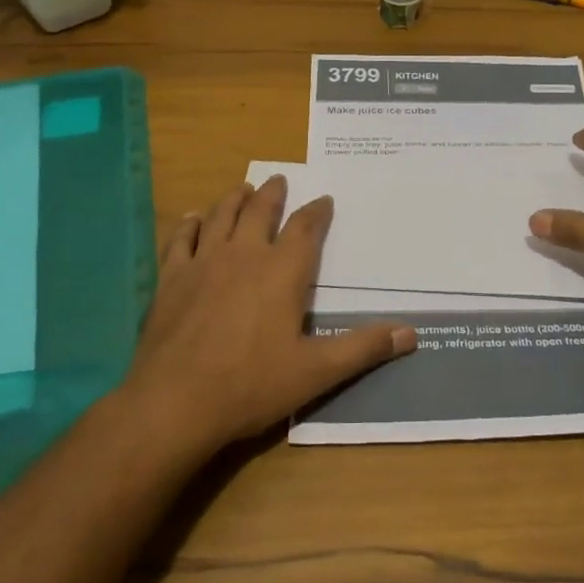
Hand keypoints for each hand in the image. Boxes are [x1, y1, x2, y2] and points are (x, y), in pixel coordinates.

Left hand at [122, 175, 415, 456]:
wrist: (175, 402)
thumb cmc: (251, 384)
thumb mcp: (316, 371)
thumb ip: (363, 348)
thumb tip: (412, 333)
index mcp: (282, 272)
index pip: (305, 229)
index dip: (317, 212)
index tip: (324, 200)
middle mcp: (244, 255)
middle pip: (260, 211)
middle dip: (273, 194)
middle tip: (279, 180)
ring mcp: (204, 262)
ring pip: (221, 217)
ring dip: (234, 199)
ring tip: (242, 188)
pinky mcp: (171, 278)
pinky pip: (181, 239)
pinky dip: (189, 224)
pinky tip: (192, 218)